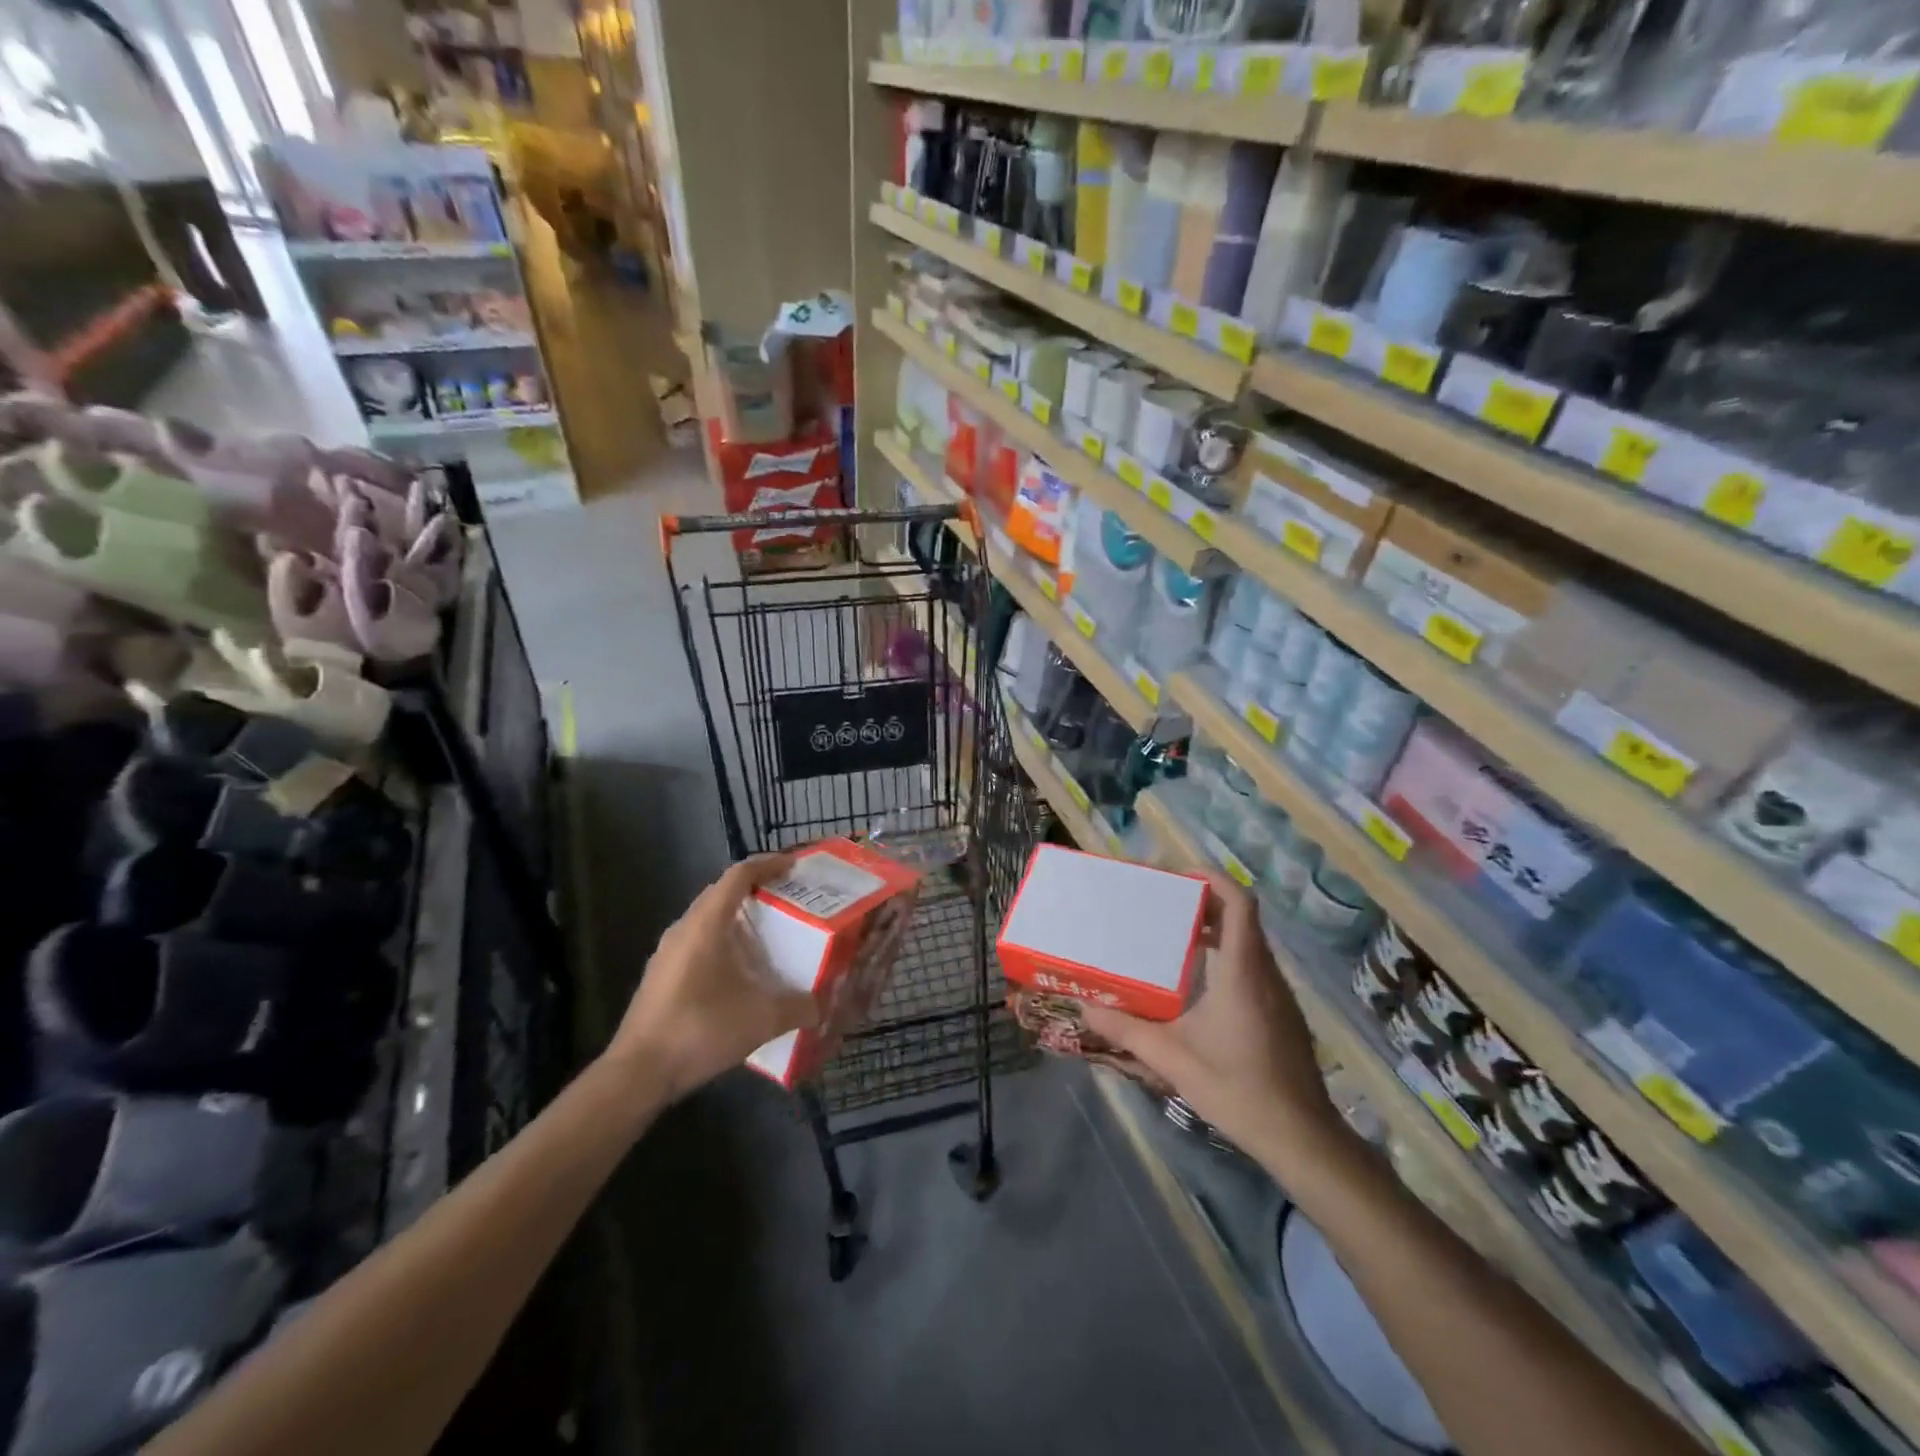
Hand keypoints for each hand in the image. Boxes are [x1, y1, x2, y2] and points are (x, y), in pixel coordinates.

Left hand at [608, 854, 820, 1102]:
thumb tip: (822, 1005)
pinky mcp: (660, 976)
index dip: (767, 864)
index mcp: (706, 924)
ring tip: (768, 933)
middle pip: (721, 893)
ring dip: (736, 917)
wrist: (638, 1073)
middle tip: (787, 898)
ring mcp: (667, 953)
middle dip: (755, 888)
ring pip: (706, 919)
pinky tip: (739, 971)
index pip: (738, 876)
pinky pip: (696, 943)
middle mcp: (683, 929)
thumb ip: (798, 1007)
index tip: (793, 866)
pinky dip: (721, 942)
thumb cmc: (700, 1030)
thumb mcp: (761, 1019)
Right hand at [1080, 873, 1349, 1168]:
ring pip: (1248, 942)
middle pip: (1241, 917)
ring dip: (1215, 929)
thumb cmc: (1238, 1089)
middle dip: (1204, 902)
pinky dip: (1226, 955)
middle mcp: (1264, 973)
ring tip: (1172, 938)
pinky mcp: (1281, 1012)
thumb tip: (1087, 1009)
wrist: (1303, 1138)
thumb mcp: (1173, 1059)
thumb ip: (1128, 1030)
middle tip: (1163, 905)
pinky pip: (1253, 965)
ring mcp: (1277, 994)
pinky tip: (1198, 983)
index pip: (1239, 904)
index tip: (1178, 878)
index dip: (1212, 880)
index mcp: (1241, 971)